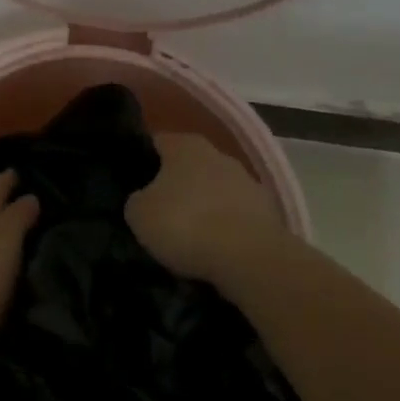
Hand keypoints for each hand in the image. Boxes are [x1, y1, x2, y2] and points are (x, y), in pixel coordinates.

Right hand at [124, 132, 289, 286]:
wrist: (250, 258)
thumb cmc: (186, 224)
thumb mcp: (139, 214)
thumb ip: (137, 200)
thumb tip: (143, 199)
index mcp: (185, 145)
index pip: (156, 143)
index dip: (142, 161)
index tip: (132, 183)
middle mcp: (218, 154)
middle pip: (188, 166)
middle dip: (174, 185)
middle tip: (158, 212)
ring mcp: (247, 181)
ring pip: (214, 190)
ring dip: (203, 206)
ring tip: (187, 236)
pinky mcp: (267, 211)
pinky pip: (235, 215)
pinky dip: (225, 227)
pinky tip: (214, 249)